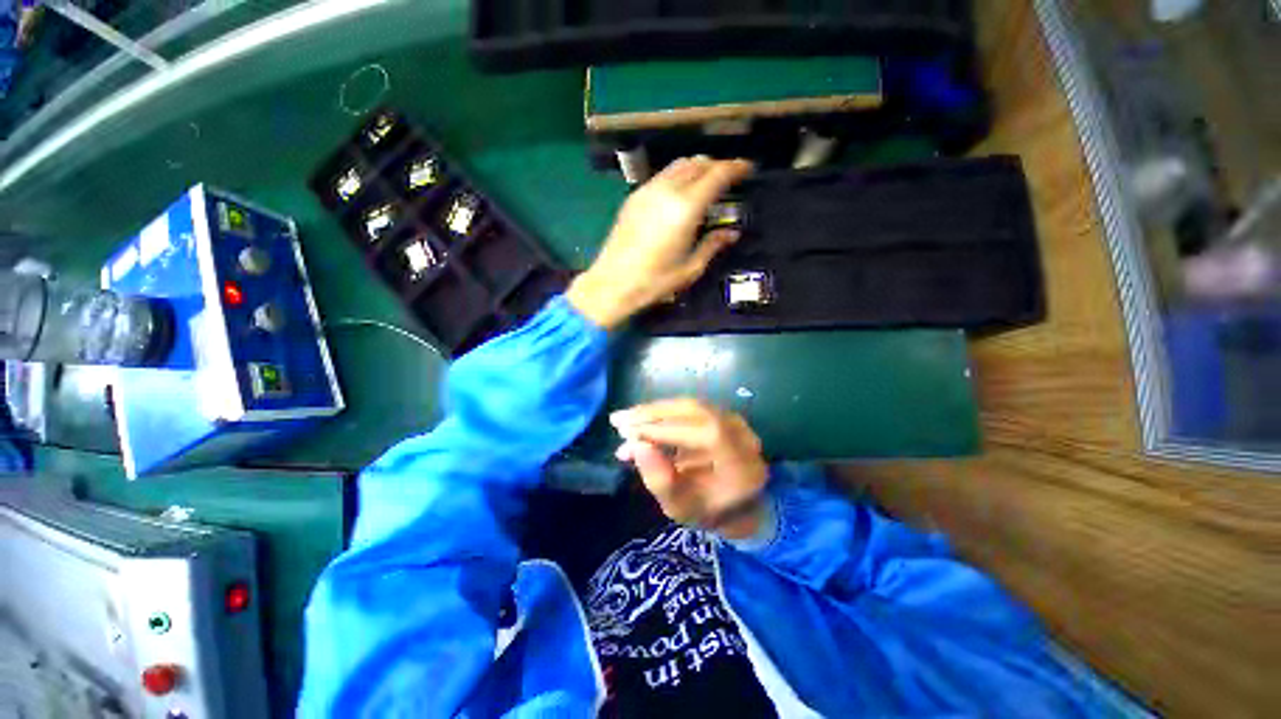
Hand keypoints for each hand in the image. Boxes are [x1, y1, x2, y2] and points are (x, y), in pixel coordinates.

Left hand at [567, 157, 753, 328]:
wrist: (613, 283)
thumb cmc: (655, 281)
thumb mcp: (690, 268)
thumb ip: (712, 245)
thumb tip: (731, 233)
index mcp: (685, 208)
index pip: (716, 174)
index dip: (735, 167)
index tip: (747, 168)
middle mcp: (666, 191)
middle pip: (697, 162)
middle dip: (716, 165)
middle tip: (728, 178)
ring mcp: (647, 191)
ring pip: (677, 165)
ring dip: (696, 168)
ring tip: (705, 184)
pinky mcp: (633, 198)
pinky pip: (661, 176)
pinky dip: (676, 177)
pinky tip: (679, 195)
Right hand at [610, 398, 768, 539]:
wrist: (738, 506)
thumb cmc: (708, 512)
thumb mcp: (681, 508)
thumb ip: (660, 480)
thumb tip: (636, 446)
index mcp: (741, 463)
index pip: (702, 434)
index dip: (662, 431)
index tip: (626, 433)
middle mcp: (743, 435)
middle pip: (694, 411)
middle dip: (652, 414)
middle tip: (618, 421)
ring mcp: (735, 421)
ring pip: (689, 406)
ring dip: (654, 411)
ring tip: (624, 419)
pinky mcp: (723, 414)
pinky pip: (690, 407)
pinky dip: (663, 411)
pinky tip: (641, 418)